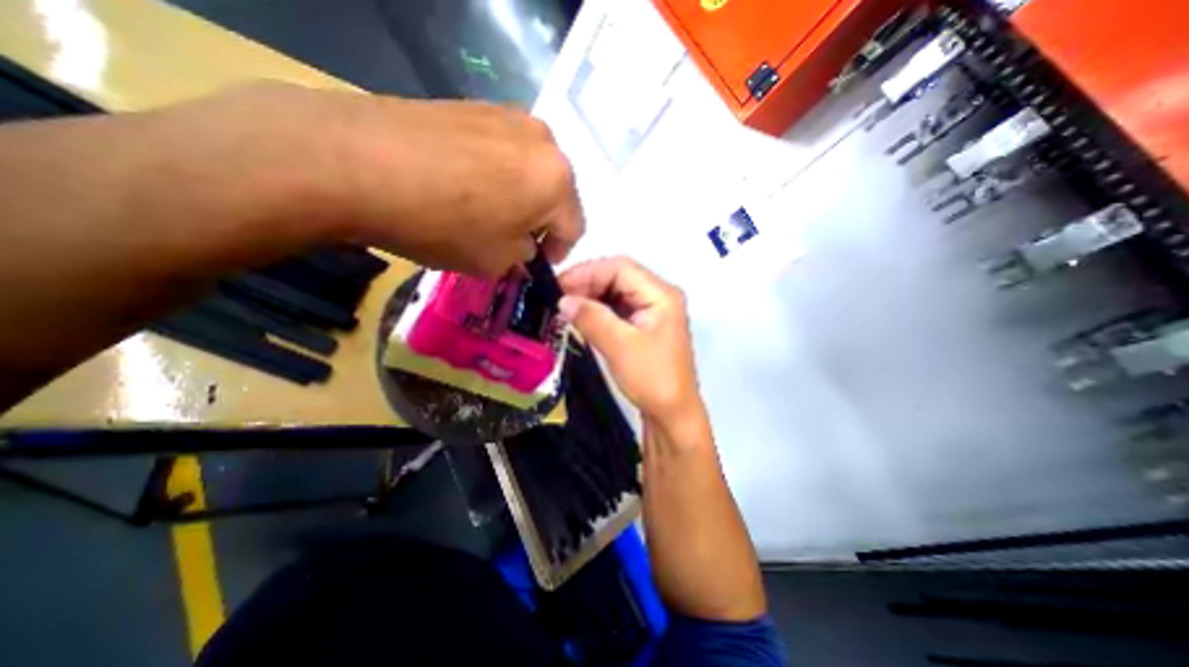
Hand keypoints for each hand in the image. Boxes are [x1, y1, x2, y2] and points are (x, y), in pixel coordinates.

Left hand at [153, 83, 583, 276]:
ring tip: (485, 211)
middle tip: (512, 240)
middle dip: (539, 222)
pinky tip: (465, 185)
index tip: (533, 264)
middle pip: (556, 195)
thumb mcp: (496, 262)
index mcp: (558, 181)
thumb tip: (524, 249)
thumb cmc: (444, 224)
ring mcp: (510, 117)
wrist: (357, 163)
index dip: (556, 253)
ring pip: (531, 171)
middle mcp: (545, 142)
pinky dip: (497, 173)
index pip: (574, 229)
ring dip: (519, 196)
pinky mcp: (477, 106)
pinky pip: (504, 151)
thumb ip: (524, 258)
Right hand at [561, 259, 698, 425]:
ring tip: (564, 306)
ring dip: (590, 296)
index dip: (587, 272)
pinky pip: (617, 309)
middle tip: (558, 297)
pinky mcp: (643, 326)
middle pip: (618, 277)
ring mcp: (651, 311)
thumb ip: (592, 318)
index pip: (620, 268)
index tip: (558, 285)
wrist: (672, 414)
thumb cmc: (652, 379)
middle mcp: (658, 296)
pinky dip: (598, 310)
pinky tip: (581, 316)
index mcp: (661, 294)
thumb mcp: (620, 346)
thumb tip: (563, 300)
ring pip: (616, 292)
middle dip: (587, 283)